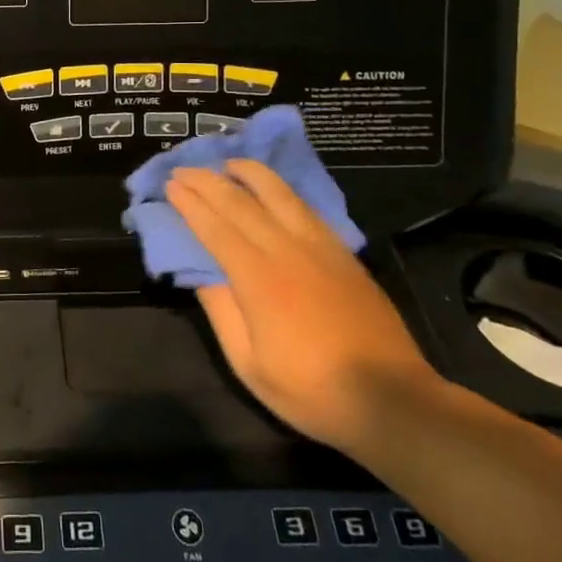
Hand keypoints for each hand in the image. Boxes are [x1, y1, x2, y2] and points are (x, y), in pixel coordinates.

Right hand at [166, 160, 440, 453]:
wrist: (392, 400)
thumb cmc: (311, 390)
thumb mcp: (249, 364)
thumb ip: (220, 311)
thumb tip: (198, 271)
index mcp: (258, 279)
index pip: (215, 228)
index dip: (189, 204)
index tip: (169, 186)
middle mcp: (287, 251)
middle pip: (240, 203)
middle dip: (207, 182)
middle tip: (183, 169)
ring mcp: (320, 248)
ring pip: (278, 194)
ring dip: (248, 173)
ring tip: (228, 162)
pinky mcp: (343, 253)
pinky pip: (305, 207)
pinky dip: (281, 189)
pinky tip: (272, 187)